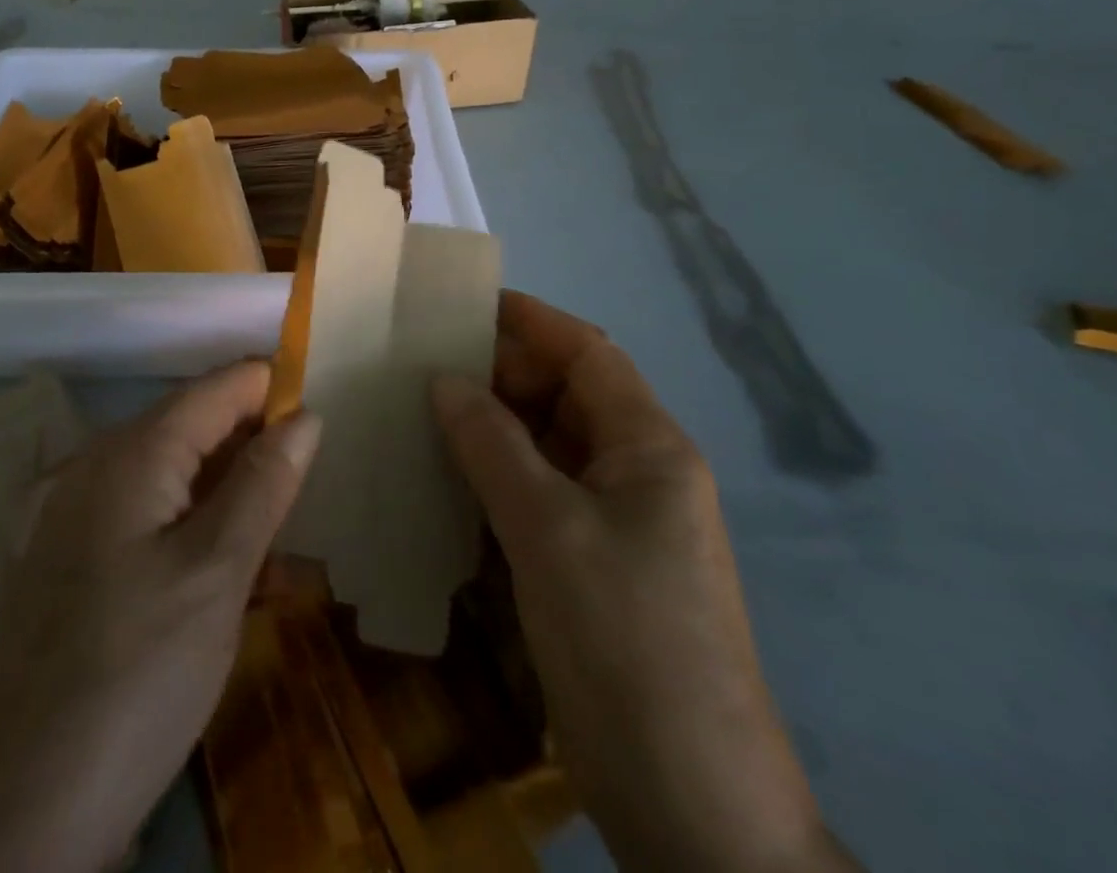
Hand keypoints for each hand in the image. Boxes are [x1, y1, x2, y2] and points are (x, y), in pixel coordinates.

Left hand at [0, 361, 321, 872]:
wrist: (8, 819)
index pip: (218, 387)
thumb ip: (264, 484)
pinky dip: (192, 537)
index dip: (275, 392)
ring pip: (174, 479)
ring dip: (230, 503)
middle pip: (195, 428)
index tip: (325, 427)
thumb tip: (304, 415)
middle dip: (255, 454)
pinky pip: (146, 522)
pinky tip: (224, 588)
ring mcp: (75, 516)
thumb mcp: (217, 575)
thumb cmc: (132, 676)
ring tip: (276, 561)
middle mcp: (97, 465)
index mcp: (132, 451)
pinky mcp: (69, 565)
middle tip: (305, 508)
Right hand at [432, 292, 859, 872]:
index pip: (588, 354)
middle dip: (501, 376)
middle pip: (566, 397)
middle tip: (424, 367)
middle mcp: (639, 474)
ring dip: (493, 430)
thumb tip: (444, 381)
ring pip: (549, 449)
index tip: (464, 304)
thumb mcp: (549, 531)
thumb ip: (493, 446)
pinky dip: (497, 481)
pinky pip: (542, 498)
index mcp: (649, 448)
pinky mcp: (596, 569)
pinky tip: (447, 484)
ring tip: (422, 414)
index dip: (530, 321)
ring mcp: (619, 525)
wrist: (695, 811)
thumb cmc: (626, 643)